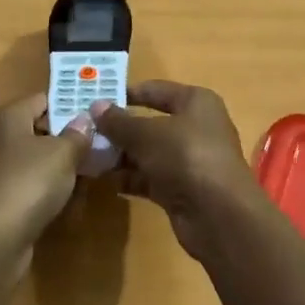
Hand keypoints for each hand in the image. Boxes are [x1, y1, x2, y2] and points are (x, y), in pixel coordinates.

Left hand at [0, 92, 94, 249]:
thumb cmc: (27, 184)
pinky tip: (67, 204)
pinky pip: (26, 187)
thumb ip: (77, 134)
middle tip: (99, 149)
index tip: (97, 117)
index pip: (42, 99)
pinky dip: (45, 192)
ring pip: (33, 162)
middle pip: (37, 131)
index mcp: (6, 117)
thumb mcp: (63, 154)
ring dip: (59, 170)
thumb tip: (84, 119)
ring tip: (89, 179)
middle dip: (68, 140)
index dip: (70, 105)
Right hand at [93, 81, 260, 258]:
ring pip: (149, 152)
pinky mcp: (183, 188)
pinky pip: (152, 177)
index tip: (96, 99)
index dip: (127, 93)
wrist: (218, 214)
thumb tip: (96, 107)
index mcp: (196, 102)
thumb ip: (119, 122)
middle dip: (120, 129)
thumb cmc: (185, 157)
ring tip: (90, 157)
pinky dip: (132, 178)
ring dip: (122, 156)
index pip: (156, 90)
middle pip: (151, 123)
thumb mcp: (146, 134)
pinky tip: (107, 181)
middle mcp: (196, 127)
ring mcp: (190, 160)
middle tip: (86, 132)